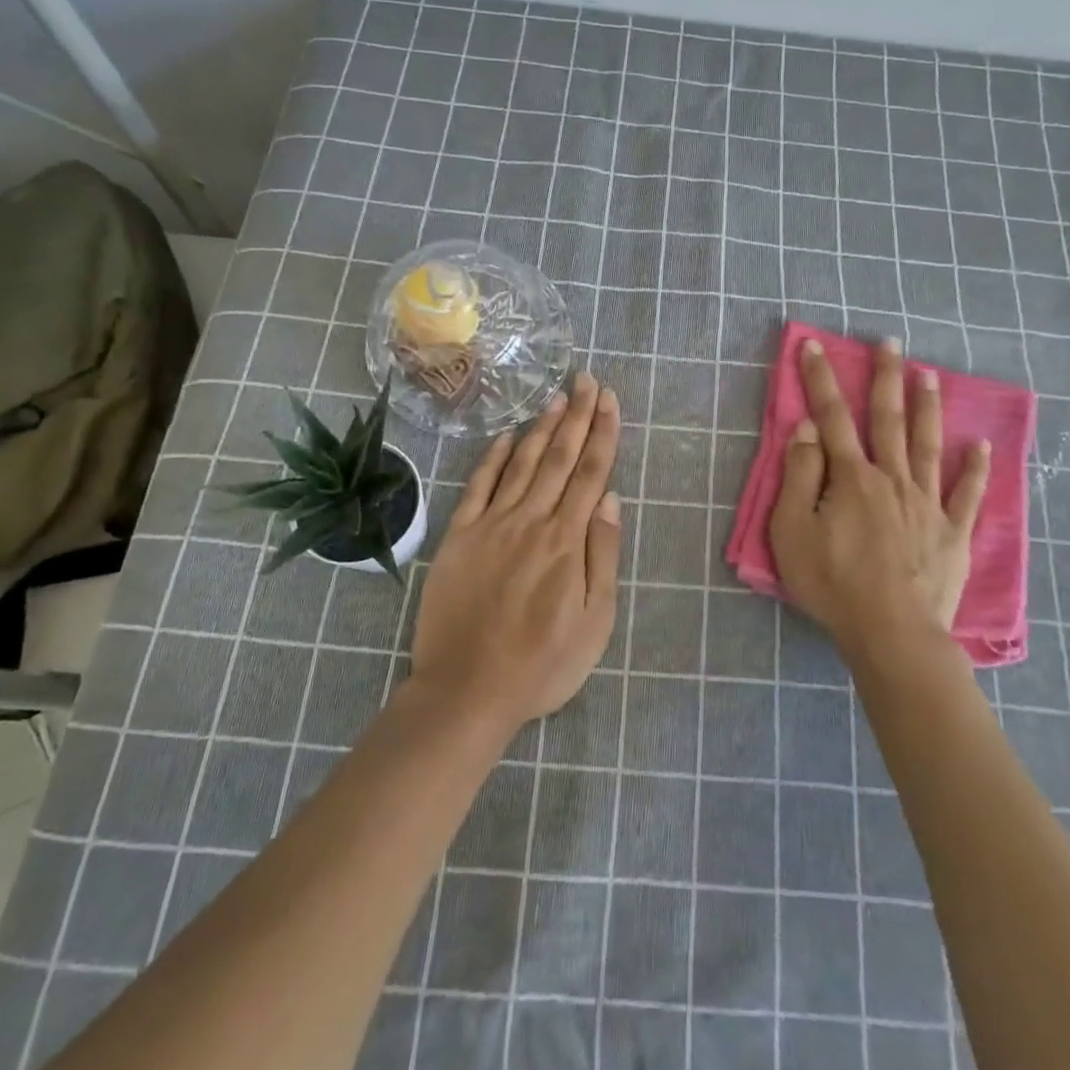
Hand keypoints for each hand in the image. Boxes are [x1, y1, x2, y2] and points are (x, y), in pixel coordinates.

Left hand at [407, 371, 621, 733]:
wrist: (467, 689)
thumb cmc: (542, 663)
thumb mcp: (595, 621)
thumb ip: (603, 555)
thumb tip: (611, 499)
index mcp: (567, 540)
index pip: (591, 473)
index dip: (602, 433)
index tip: (609, 400)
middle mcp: (531, 520)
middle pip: (558, 457)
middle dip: (576, 416)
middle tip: (586, 380)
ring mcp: (491, 524)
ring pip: (521, 463)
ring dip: (540, 427)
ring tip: (556, 396)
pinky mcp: (459, 536)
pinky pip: (478, 486)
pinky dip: (493, 457)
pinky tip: (505, 436)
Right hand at [768, 337, 990, 665]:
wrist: (892, 633)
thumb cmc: (833, 583)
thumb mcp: (793, 530)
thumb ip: (799, 476)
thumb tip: (808, 430)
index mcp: (852, 477)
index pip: (832, 417)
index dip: (821, 380)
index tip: (816, 346)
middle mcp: (893, 479)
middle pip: (888, 419)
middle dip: (885, 377)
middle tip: (891, 342)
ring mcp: (928, 504)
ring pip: (929, 445)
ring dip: (928, 407)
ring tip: (930, 375)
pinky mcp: (953, 533)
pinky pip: (968, 494)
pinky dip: (976, 469)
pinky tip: (981, 445)